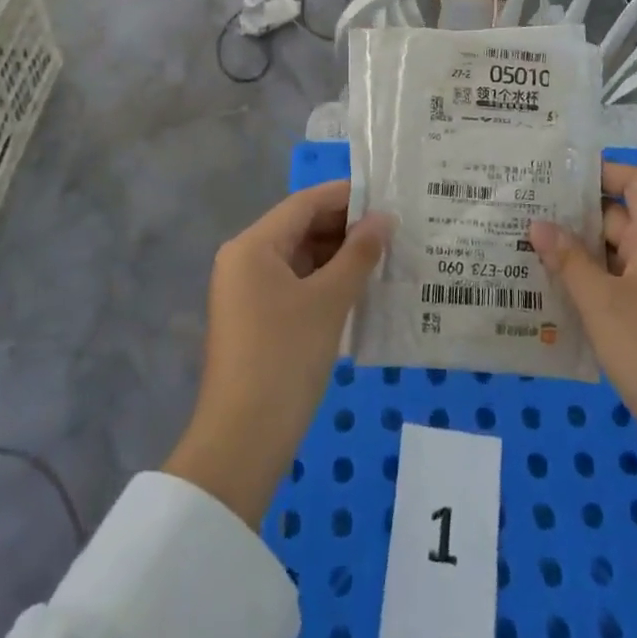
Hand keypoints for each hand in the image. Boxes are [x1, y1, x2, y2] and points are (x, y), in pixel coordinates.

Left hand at [166, 181, 387, 527]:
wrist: (242, 442)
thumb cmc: (285, 358)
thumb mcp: (329, 301)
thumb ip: (359, 254)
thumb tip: (385, 219)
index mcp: (253, 245)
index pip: (305, 203)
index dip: (347, 196)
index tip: (388, 197)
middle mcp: (244, 259)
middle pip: (301, 227)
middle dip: (346, 227)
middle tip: (394, 230)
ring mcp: (247, 291)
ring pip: (300, 257)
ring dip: (339, 256)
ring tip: (385, 256)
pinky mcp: (255, 318)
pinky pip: (295, 283)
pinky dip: (325, 281)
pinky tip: (360, 287)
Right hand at [530, 162, 636, 476]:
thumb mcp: (601, 302)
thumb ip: (568, 261)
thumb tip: (538, 224)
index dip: (604, 171)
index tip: (560, 177)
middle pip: (618, 219)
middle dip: (575, 216)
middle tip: (527, 214)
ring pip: (613, 257)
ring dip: (577, 254)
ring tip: (528, 251)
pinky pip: (616, 286)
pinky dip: (588, 284)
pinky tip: (553, 296)